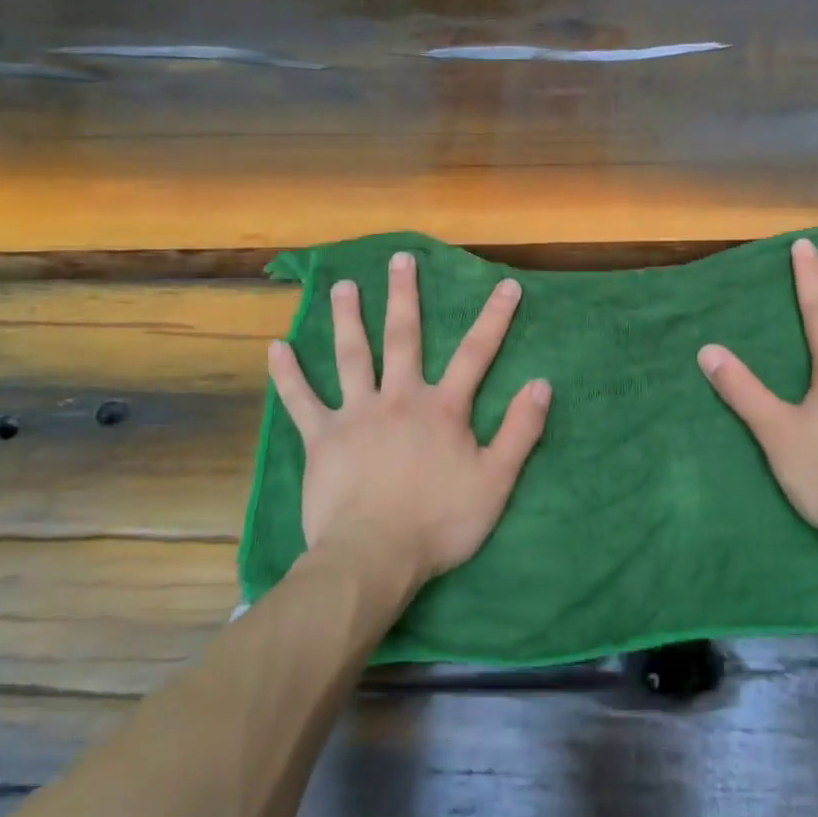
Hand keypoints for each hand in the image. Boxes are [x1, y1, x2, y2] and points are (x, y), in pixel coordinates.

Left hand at [268, 251, 551, 592]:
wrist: (375, 556)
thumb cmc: (440, 522)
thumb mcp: (496, 481)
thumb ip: (520, 431)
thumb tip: (542, 383)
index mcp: (443, 408)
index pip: (476, 353)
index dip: (494, 318)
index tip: (506, 284)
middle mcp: (399, 398)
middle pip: (404, 338)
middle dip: (404, 296)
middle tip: (400, 260)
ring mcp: (356, 414)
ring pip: (352, 356)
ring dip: (348, 318)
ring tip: (343, 286)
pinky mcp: (322, 438)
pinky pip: (301, 400)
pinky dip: (288, 374)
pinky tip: (276, 347)